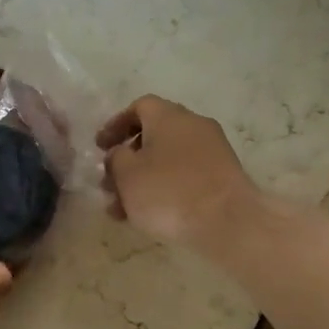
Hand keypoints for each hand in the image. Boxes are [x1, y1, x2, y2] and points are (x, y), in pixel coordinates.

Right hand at [96, 95, 261, 251]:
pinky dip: (165, 188)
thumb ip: (115, 159)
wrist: (228, 222)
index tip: (100, 147)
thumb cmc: (169, 192)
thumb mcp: (127, 175)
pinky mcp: (223, 176)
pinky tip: (151, 215)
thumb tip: (120, 154)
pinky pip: (186, 175)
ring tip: (124, 209)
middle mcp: (193, 125)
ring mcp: (213, 150)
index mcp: (168, 116)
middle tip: (110, 183)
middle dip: (128, 159)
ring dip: (144, 179)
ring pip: (168, 159)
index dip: (116, 125)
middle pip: (153, 135)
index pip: (139, 107)